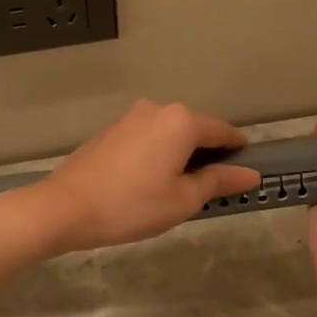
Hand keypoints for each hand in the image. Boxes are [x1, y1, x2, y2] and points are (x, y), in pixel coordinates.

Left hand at [13, 99, 262, 254]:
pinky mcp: (112, 130)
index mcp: (181, 121)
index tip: (245, 175)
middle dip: (209, 155)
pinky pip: (149, 137)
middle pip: (197, 129)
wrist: (65, 207)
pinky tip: (151, 182)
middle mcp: (158, 109)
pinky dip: (159, 154)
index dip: (238, 154)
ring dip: (182, 155)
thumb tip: (251, 173)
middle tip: (211, 191)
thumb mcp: (182, 200)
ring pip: (171, 133)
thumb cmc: (131, 205)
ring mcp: (131, 117)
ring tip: (179, 191)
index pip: (224, 132)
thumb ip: (218, 181)